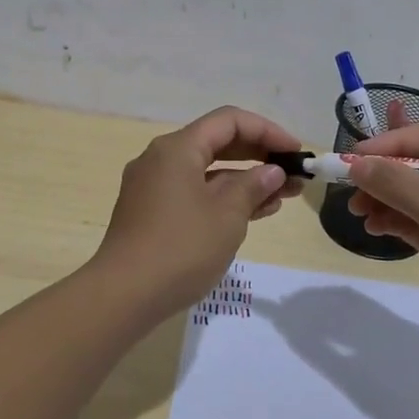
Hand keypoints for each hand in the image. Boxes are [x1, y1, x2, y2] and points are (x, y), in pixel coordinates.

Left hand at [92, 106, 304, 315]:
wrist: (123, 296)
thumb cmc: (181, 248)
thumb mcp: (227, 216)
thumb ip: (253, 186)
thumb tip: (272, 171)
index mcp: (177, 148)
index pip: (229, 121)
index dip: (267, 131)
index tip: (295, 152)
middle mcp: (161, 159)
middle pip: (217, 143)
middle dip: (259, 156)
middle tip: (293, 174)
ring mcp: (153, 187)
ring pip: (207, 172)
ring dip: (244, 181)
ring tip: (282, 197)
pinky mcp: (151, 213)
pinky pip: (194, 193)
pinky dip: (223, 199)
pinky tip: (252, 213)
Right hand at [345, 124, 418, 366]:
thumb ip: (404, 188)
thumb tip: (357, 164)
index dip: (394, 143)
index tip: (356, 158)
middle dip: (384, 173)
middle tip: (349, 186)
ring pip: (413, 196)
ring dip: (383, 198)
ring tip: (357, 212)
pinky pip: (414, 223)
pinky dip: (391, 221)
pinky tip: (373, 228)